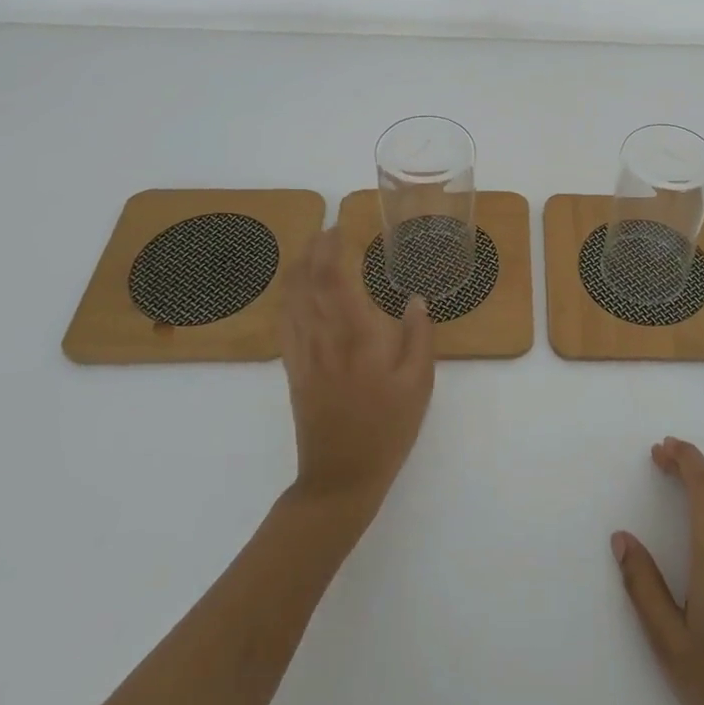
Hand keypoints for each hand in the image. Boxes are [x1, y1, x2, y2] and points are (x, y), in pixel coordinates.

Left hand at [278, 229, 434, 522]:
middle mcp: (323, 337)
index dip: (331, 249)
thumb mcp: (419, 384)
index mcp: (356, 335)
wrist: (340, 477)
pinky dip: (287, 297)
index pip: (333, 278)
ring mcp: (303, 353)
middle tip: (326, 230)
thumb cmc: (387, 428)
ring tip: (309, 249)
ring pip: (290, 299)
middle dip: (313, 250)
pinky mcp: (293, 369)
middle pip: (307, 282)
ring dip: (296, 268)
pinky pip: (284, 323)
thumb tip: (416, 299)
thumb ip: (419, 336)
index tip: (340, 227)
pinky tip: (293, 291)